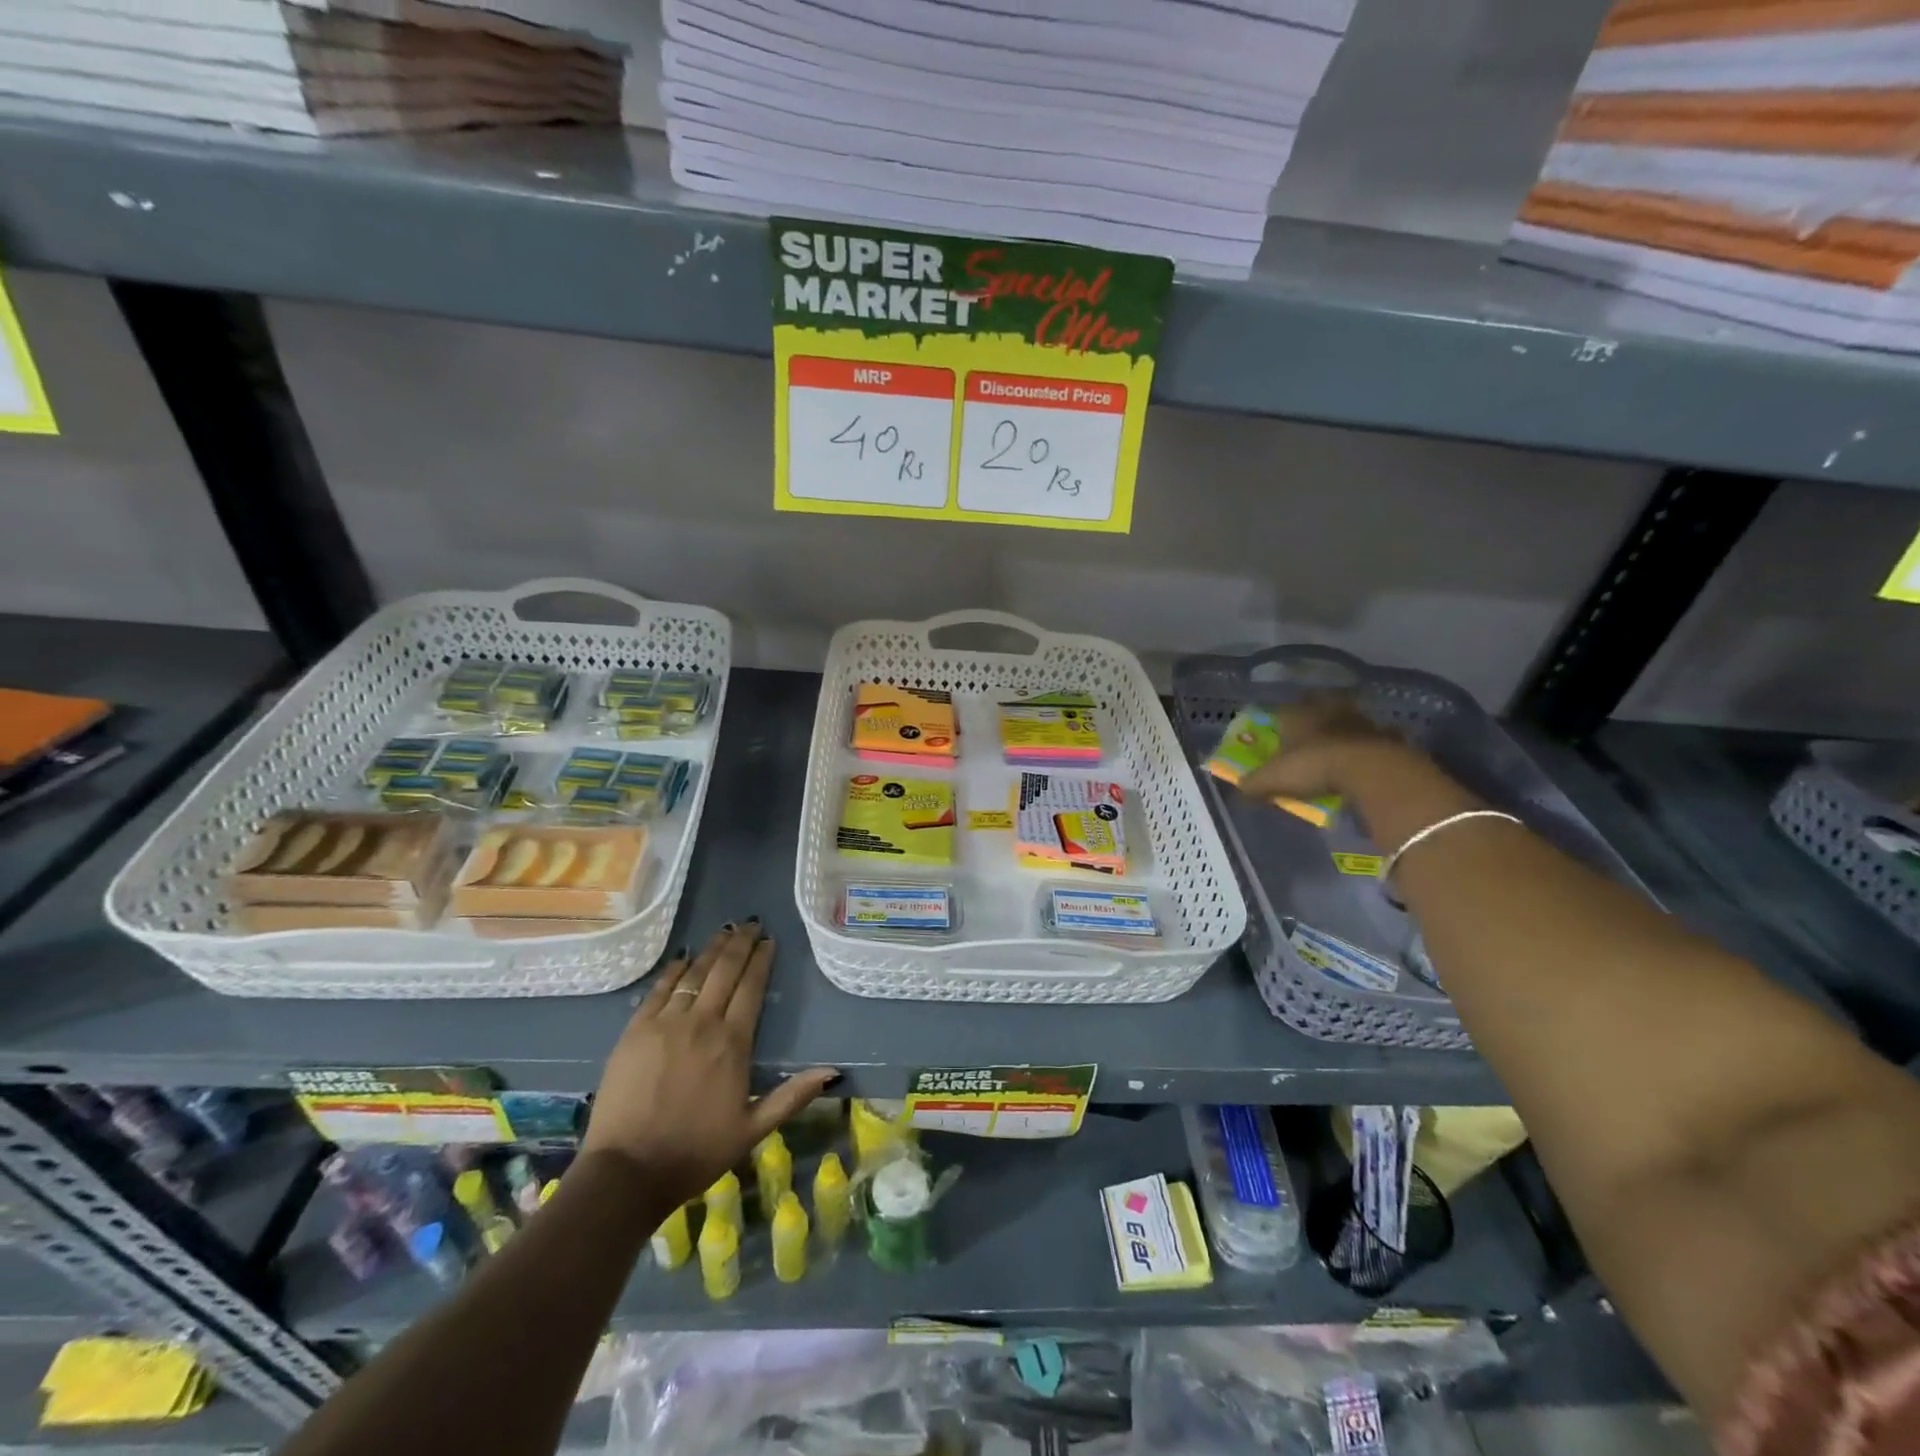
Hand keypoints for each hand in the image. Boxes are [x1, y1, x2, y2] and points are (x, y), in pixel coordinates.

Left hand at [581, 922, 837, 1203]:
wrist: (627, 1172)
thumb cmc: (695, 1152)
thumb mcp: (752, 1129)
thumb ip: (792, 1096)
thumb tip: (832, 1071)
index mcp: (733, 1043)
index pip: (752, 987)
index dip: (762, 960)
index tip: (769, 941)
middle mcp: (702, 1023)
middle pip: (724, 971)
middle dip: (740, 943)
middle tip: (751, 924)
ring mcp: (665, 1023)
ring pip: (694, 973)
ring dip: (711, 949)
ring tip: (725, 931)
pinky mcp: (635, 1031)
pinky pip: (659, 989)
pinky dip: (674, 970)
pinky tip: (683, 959)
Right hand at [1236, 697, 1403, 803]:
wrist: (1368, 769)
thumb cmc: (1312, 766)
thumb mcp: (1274, 779)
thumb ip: (1254, 783)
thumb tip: (1239, 788)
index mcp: (1296, 715)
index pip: (1282, 710)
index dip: (1278, 719)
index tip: (1277, 728)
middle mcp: (1327, 711)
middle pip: (1318, 704)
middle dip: (1314, 712)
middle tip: (1311, 727)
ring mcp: (1358, 721)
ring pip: (1348, 716)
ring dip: (1344, 725)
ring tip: (1340, 740)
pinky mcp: (1385, 736)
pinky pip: (1377, 735)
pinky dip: (1373, 742)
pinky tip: (1370, 753)